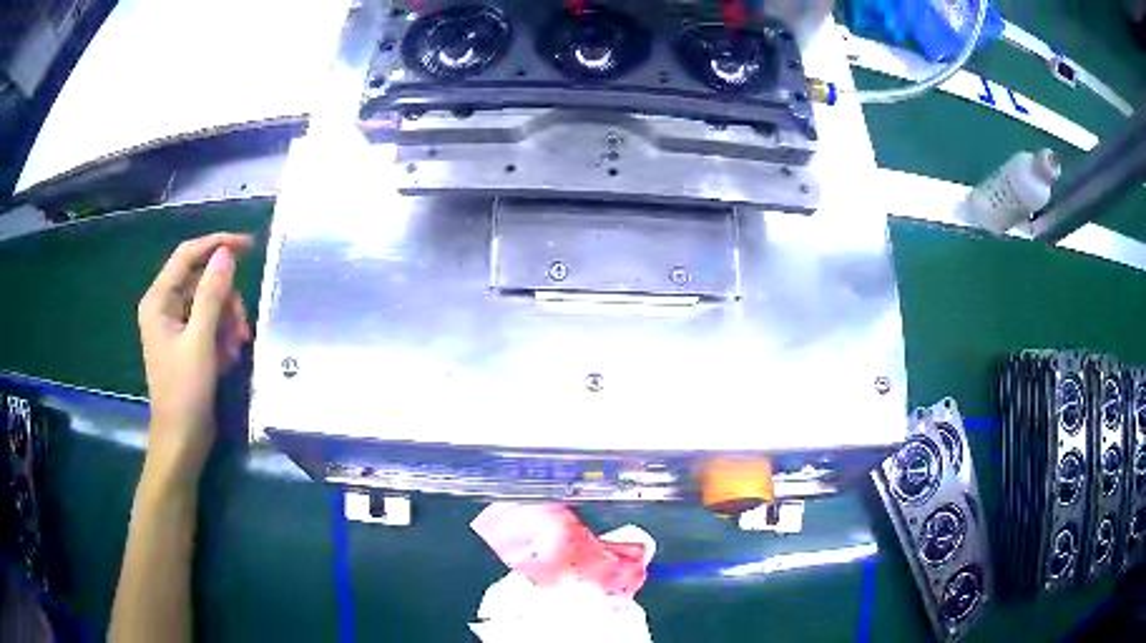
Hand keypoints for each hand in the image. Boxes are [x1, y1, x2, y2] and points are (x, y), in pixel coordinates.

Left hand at [137, 233, 252, 484]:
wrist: (182, 440)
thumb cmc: (185, 391)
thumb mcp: (201, 340)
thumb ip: (212, 293)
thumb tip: (227, 253)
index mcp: (159, 300)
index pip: (187, 255)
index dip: (217, 244)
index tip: (249, 246)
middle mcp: (165, 306)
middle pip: (202, 281)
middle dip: (226, 300)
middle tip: (241, 328)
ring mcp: (175, 326)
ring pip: (210, 303)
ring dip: (227, 322)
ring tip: (235, 350)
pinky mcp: (186, 343)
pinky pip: (209, 324)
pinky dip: (222, 337)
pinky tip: (228, 358)